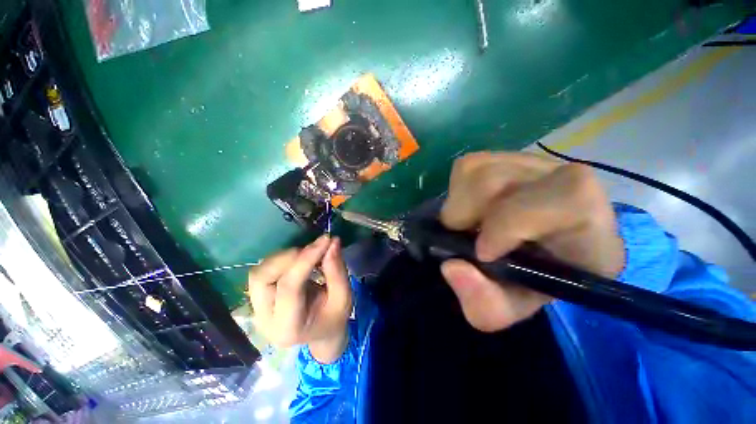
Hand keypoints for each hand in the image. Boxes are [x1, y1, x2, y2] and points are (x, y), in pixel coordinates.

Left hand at [247, 235, 351, 362]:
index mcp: (288, 327)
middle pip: (262, 278)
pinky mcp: (258, 298)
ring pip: (259, 272)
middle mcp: (264, 319)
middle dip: (289, 257)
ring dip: (285, 257)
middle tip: (314, 249)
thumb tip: (332, 242)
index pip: (289, 287)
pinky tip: (300, 259)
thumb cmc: (333, 318)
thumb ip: (336, 270)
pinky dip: (282, 259)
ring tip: (308, 254)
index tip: (326, 240)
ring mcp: (257, 309)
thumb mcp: (343, 297)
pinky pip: (263, 271)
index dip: (306, 259)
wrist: (320, 334)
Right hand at [439, 151, 624, 331]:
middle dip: (468, 215)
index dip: (512, 224)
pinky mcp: (505, 156)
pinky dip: (458, 192)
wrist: (538, 251)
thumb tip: (452, 267)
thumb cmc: (532, 280)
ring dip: (460, 205)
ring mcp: (533, 161)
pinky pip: (468, 166)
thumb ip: (486, 305)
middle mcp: (566, 180)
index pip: (566, 200)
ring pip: (476, 169)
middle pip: (496, 180)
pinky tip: (472, 208)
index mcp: (590, 224)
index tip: (483, 253)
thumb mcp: (511, 307)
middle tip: (466, 238)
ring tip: (470, 225)